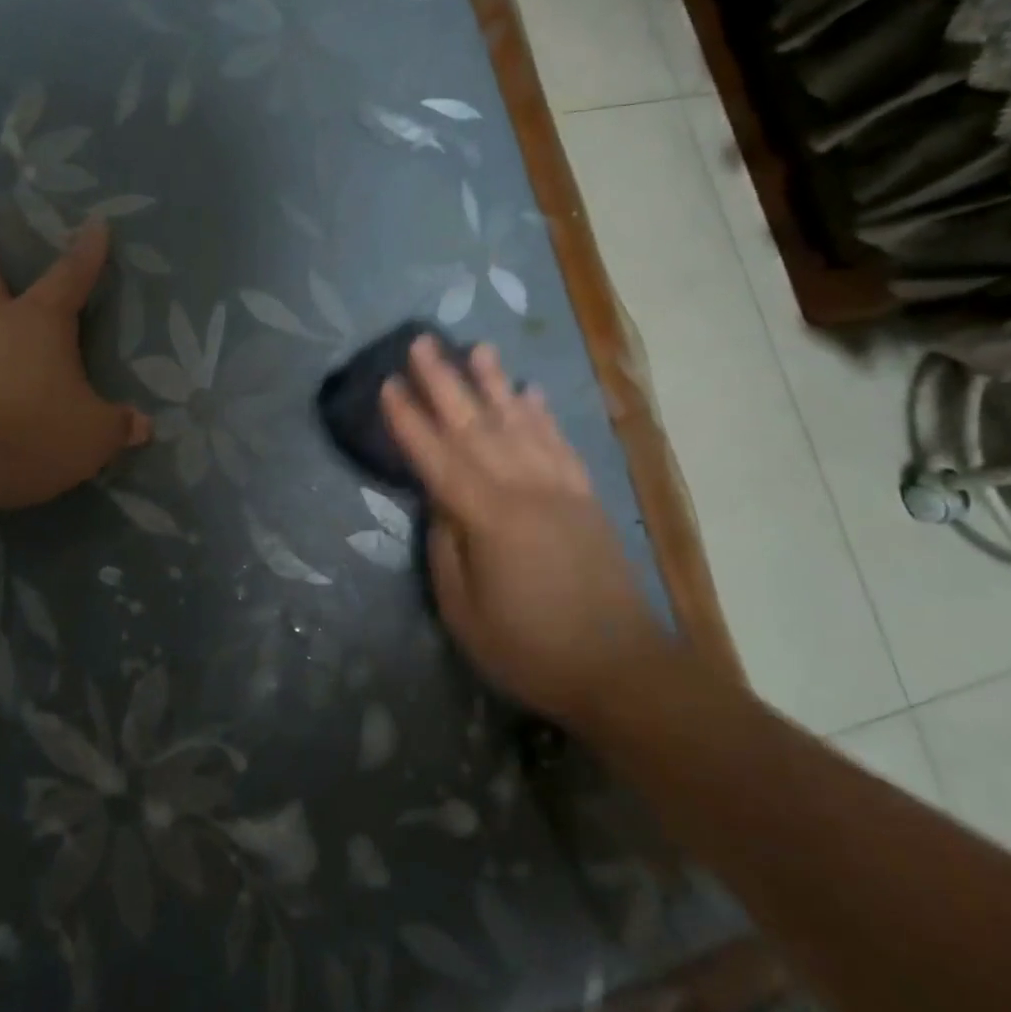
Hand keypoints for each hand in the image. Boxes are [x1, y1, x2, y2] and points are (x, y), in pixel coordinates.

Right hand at [381, 336, 658, 717]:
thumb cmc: (530, 649)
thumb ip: (445, 549)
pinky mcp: (586, 497)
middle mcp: (524, 489)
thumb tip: (438, 503)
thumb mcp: (464, 611)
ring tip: (477, 348)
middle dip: (445, 382)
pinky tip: (530, 393)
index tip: (388, 385)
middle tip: (422, 342)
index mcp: (488, 518)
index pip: (437, 457)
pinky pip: (559, 444)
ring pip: (520, 423)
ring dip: (495, 383)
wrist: (622, 669)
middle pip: (476, 425)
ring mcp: (560, 489)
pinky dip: (542, 414)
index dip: (409, 421)